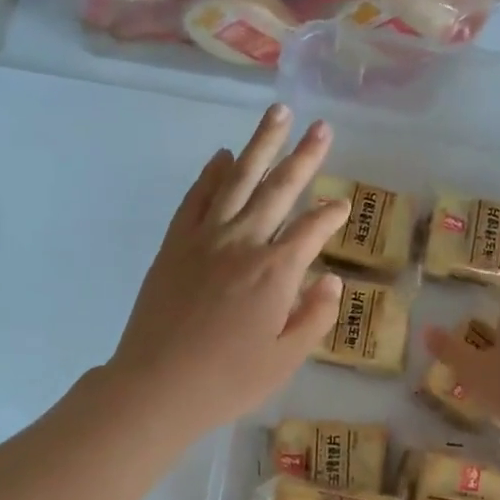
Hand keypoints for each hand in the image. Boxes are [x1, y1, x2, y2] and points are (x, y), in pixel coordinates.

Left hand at [108, 104, 347, 431]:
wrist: (157, 385)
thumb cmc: (228, 381)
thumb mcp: (285, 360)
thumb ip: (314, 316)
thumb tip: (331, 279)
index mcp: (276, 272)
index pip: (312, 230)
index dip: (331, 215)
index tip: (342, 206)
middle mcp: (243, 242)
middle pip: (279, 190)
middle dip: (304, 158)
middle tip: (322, 128)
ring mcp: (204, 239)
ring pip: (238, 180)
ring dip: (260, 145)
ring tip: (278, 114)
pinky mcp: (175, 245)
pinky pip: (196, 198)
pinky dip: (211, 174)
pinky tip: (222, 156)